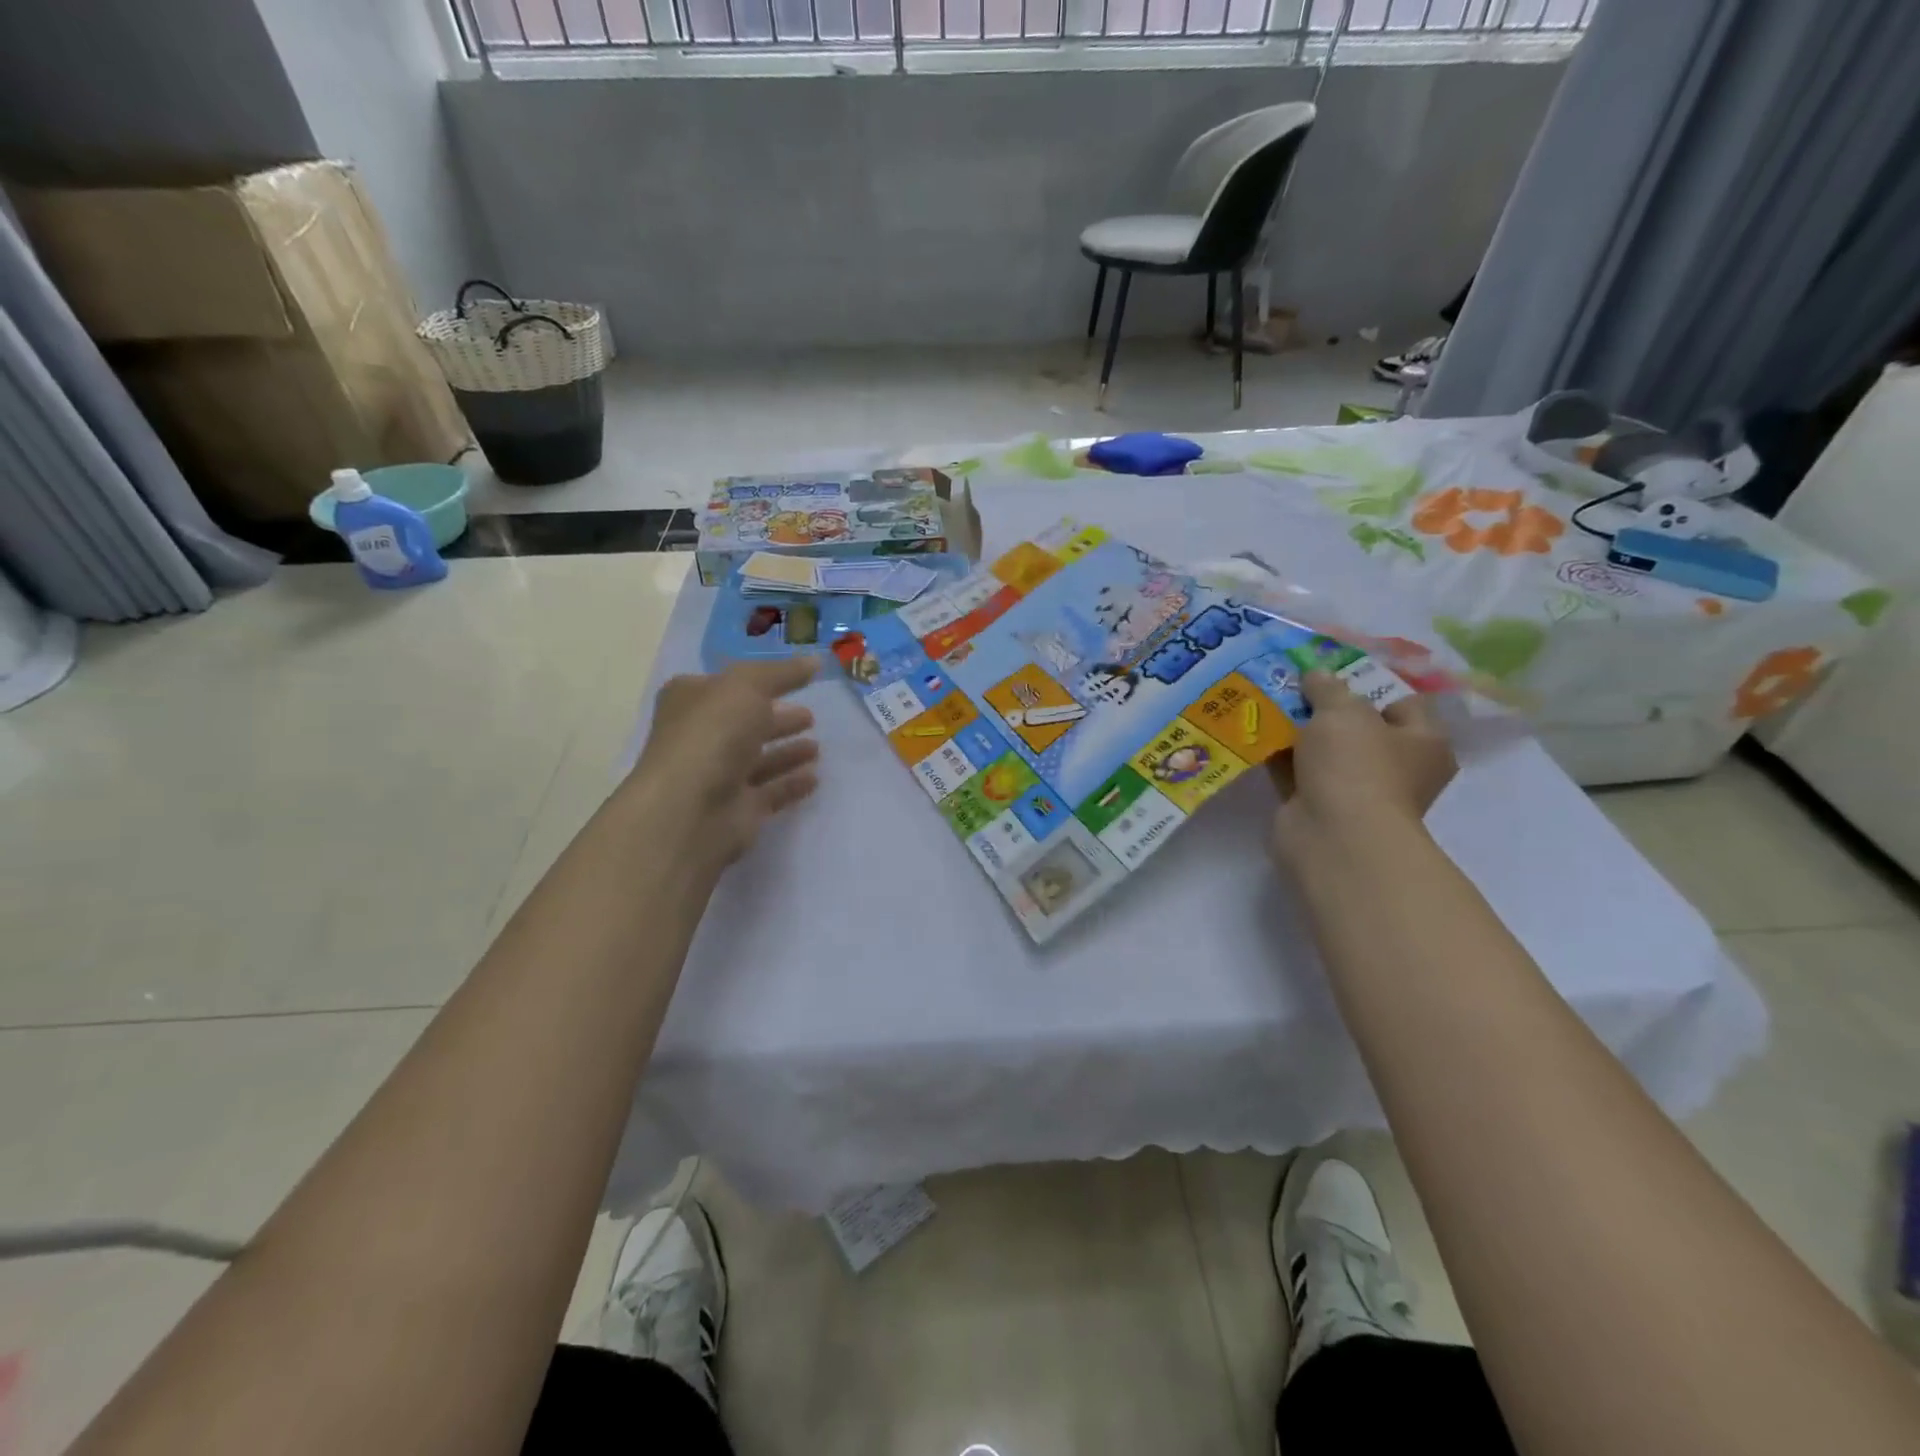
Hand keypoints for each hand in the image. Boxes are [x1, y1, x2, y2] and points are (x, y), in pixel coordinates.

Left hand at [630, 657, 821, 869]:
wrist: (690, 810)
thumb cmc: (712, 734)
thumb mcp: (747, 686)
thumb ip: (782, 673)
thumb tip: (815, 660)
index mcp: (692, 700)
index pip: (727, 684)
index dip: (759, 680)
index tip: (795, 679)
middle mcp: (702, 737)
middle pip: (745, 723)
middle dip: (776, 718)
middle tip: (810, 716)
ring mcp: (719, 775)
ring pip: (759, 759)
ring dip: (787, 752)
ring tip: (818, 746)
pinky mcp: (738, 809)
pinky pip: (771, 792)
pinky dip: (791, 783)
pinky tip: (815, 777)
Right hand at [1269, 671, 1455, 869]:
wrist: (1334, 836)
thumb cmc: (1357, 765)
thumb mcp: (1343, 710)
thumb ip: (1328, 687)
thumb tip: (1315, 675)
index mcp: (1423, 742)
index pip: (1402, 702)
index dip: (1368, 681)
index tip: (1332, 669)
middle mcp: (1395, 767)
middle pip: (1357, 726)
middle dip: (1323, 706)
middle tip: (1292, 682)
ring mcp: (1354, 789)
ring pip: (1322, 749)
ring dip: (1296, 730)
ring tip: (1265, 700)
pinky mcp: (1317, 805)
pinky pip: (1295, 772)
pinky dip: (1278, 755)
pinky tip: (1253, 732)